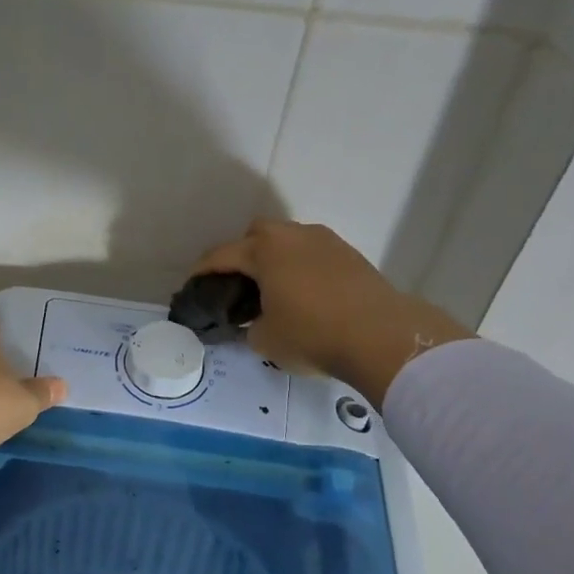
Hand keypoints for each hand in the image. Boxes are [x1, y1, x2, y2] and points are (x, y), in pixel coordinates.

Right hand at [193, 220, 472, 404]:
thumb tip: (255, 322)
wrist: (381, 336)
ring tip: (274, 290)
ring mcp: (325, 241)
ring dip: (276, 259)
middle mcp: (293, 236)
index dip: (202, 271)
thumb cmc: (312, 335)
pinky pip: (313, 253)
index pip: (221, 255)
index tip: (192, 285)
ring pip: (289, 240)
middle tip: (239, 284)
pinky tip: (305, 294)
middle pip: (257, 233)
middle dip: (243, 253)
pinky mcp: (350, 255)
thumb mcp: (265, 341)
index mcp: (264, 251)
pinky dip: (301, 267)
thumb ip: (250, 326)